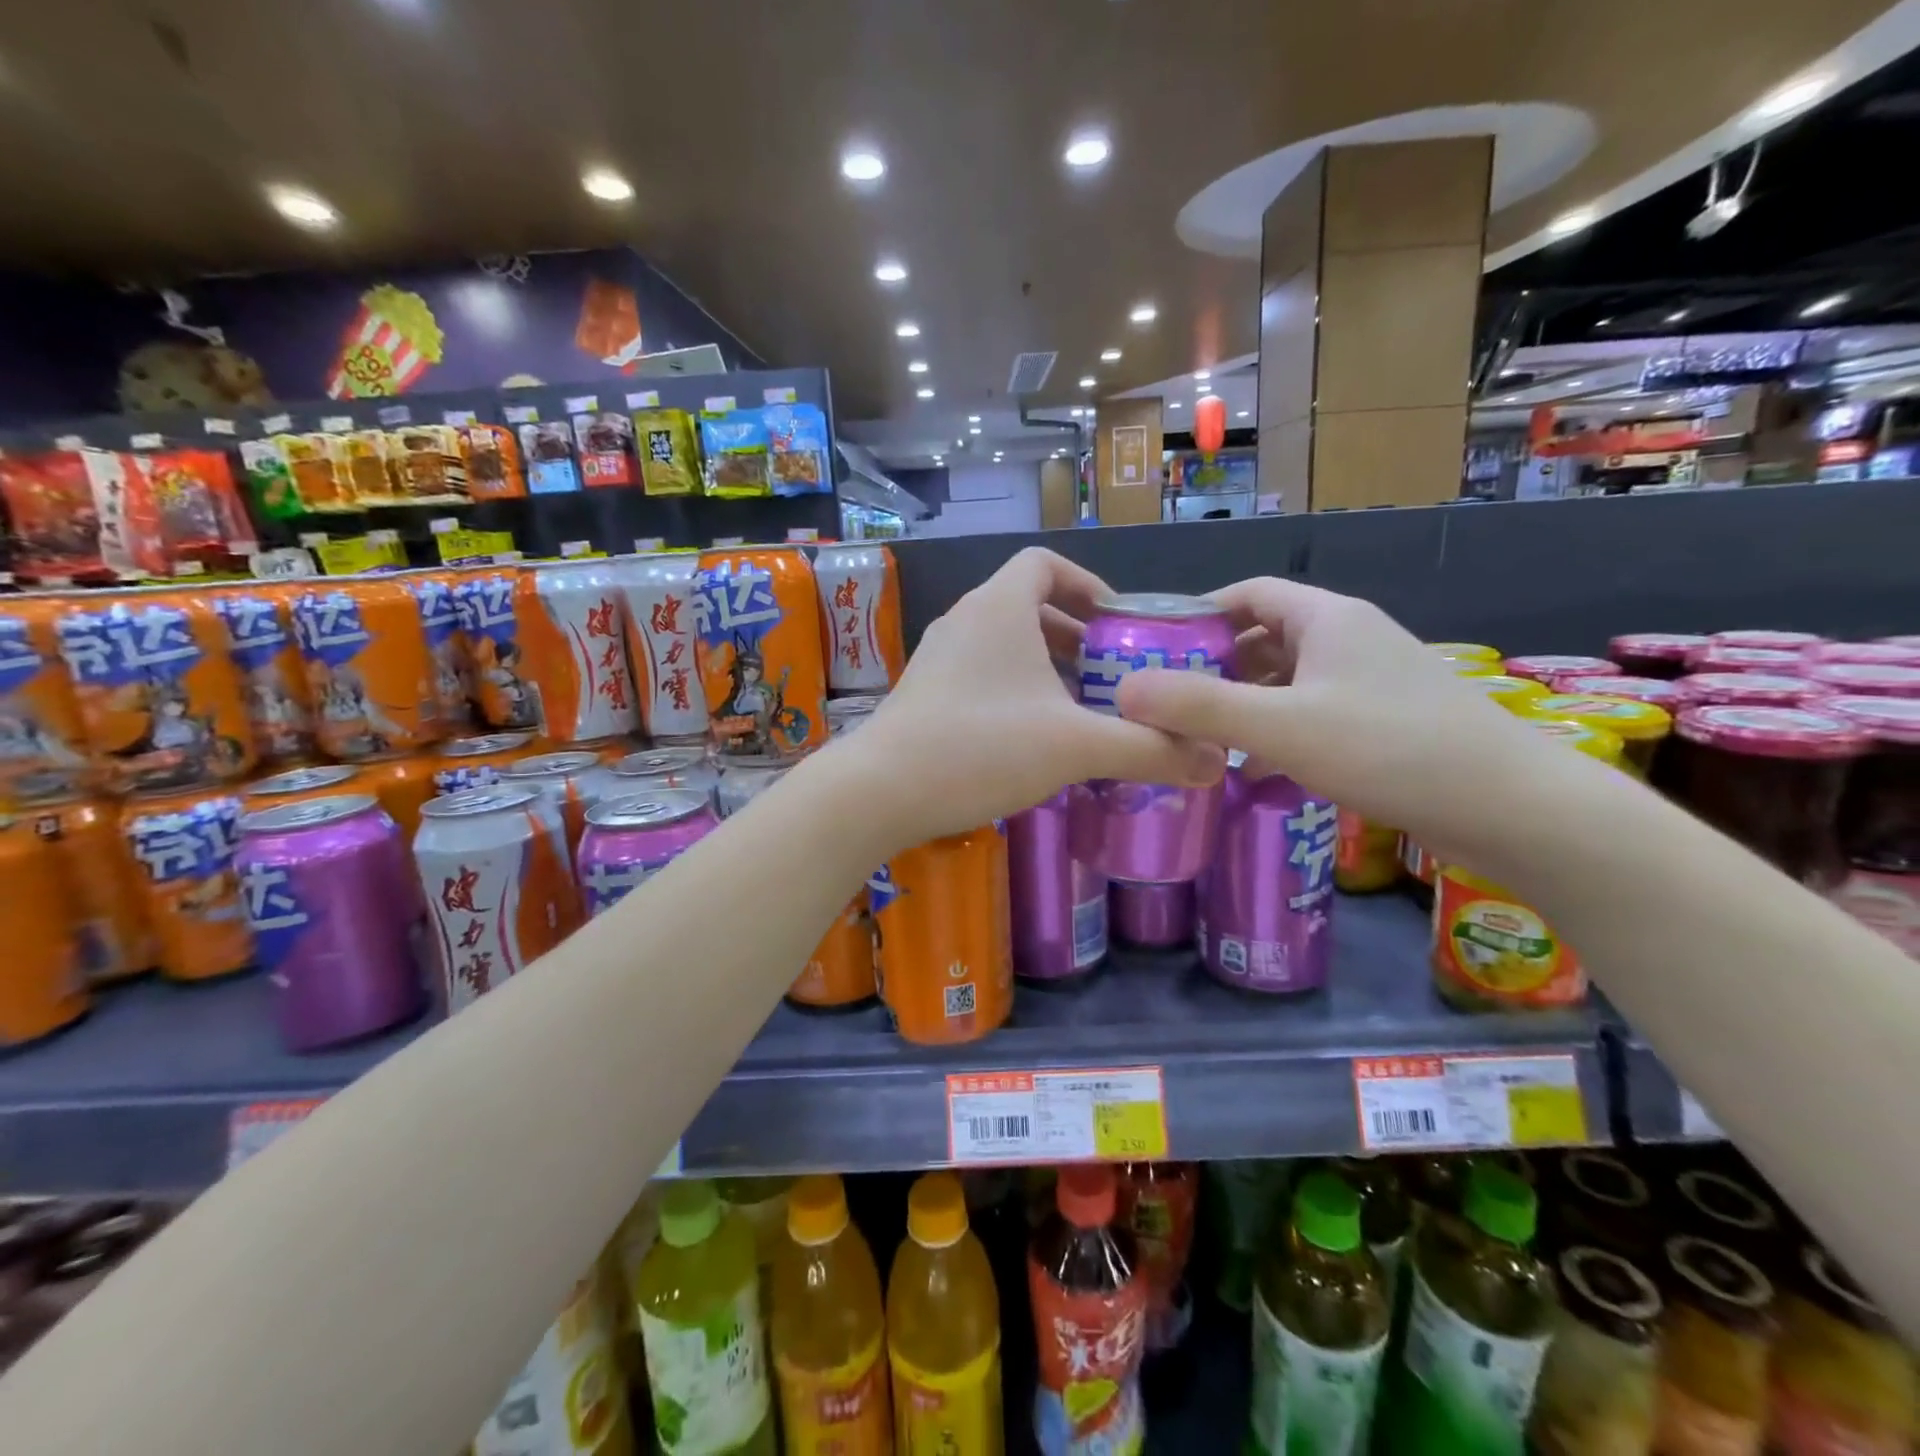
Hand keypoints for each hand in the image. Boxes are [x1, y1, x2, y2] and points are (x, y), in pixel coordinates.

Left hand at [850, 548, 1226, 844]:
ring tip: (1081, 707)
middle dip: (1075, 635)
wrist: (880, 791)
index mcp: (1000, 607)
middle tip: (1113, 673)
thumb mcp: (1074, 746)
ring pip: (1004, 644)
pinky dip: (1015, 689)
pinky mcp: (924, 692)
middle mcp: (965, 620)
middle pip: (1028, 606)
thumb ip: (1147, 749)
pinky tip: (1035, 736)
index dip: (1087, 584)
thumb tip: (1216, 762)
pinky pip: (981, 673)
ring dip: (1046, 666)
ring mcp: (938, 657)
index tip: (1118, 624)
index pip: (1045, 564)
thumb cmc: (980, 748)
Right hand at [1113, 576, 1572, 857]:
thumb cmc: (1388, 747)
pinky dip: (1276, 732)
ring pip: (1288, 680)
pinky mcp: (1385, 722)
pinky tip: (1252, 769)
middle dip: (1215, 664)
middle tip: (1166, 698)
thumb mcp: (1280, 725)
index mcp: (1326, 619)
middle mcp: (1349, 639)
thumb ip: (1199, 707)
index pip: (1249, 593)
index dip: (1200, 612)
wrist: (1511, 806)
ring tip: (1198, 736)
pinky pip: (1312, 713)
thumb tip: (1123, 690)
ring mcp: (1371, 682)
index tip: (1156, 644)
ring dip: (1244, 703)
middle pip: (1265, 637)